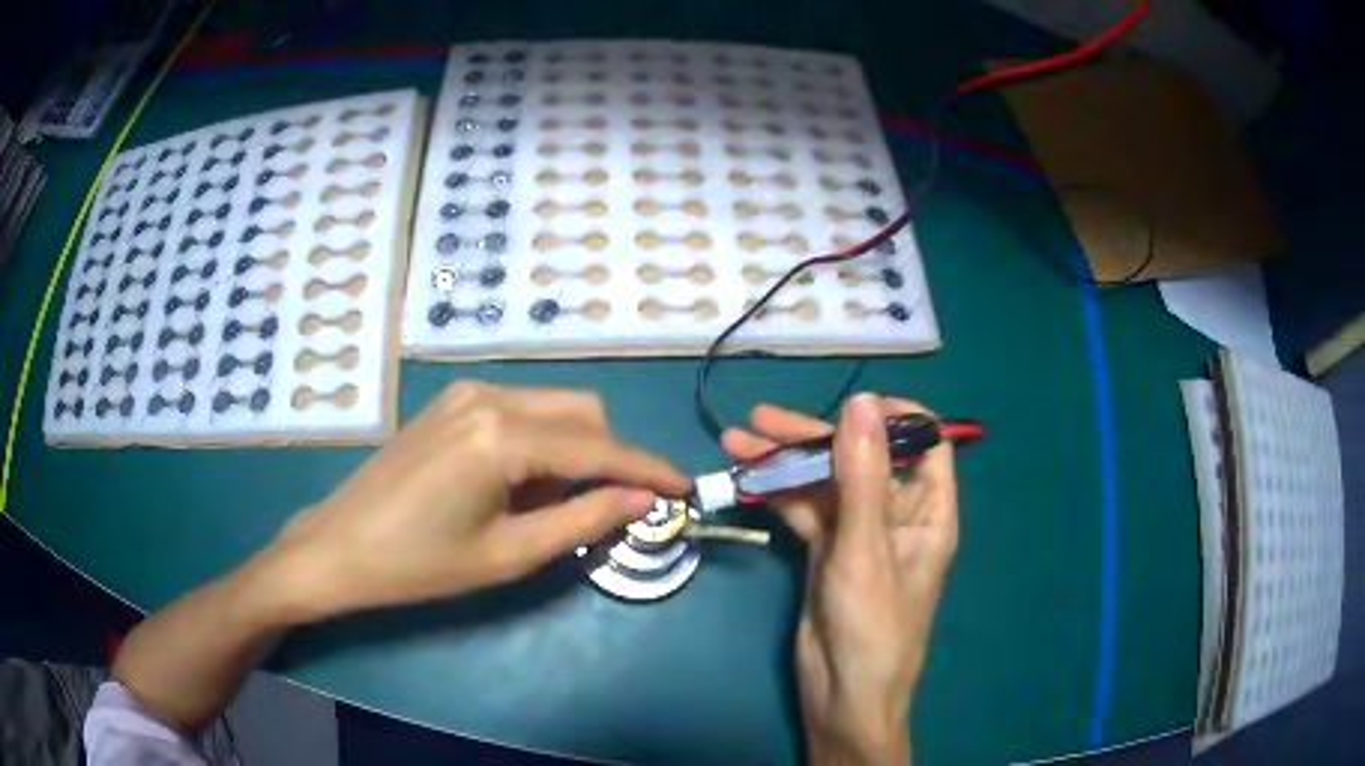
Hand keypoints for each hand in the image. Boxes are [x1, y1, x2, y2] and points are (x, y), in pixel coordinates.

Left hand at [265, 382, 690, 620]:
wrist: (338, 546)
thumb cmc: (419, 563)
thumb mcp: (507, 555)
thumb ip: (582, 520)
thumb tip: (641, 500)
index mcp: (501, 435)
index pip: (598, 447)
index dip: (647, 469)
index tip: (685, 487)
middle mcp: (489, 396)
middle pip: (582, 412)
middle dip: (611, 456)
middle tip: (614, 508)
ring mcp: (466, 392)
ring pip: (553, 407)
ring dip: (576, 449)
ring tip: (559, 505)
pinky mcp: (451, 402)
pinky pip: (520, 411)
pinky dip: (541, 442)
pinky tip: (523, 483)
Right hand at [722, 394, 957, 764]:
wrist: (843, 697)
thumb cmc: (871, 627)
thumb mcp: (866, 549)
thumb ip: (862, 476)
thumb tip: (862, 402)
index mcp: (927, 511)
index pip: (926, 443)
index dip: (894, 418)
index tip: (850, 409)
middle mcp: (896, 515)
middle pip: (860, 459)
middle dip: (813, 437)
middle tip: (760, 421)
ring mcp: (858, 534)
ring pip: (825, 484)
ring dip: (785, 464)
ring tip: (737, 442)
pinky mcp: (827, 553)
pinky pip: (805, 512)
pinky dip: (778, 495)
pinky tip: (745, 480)